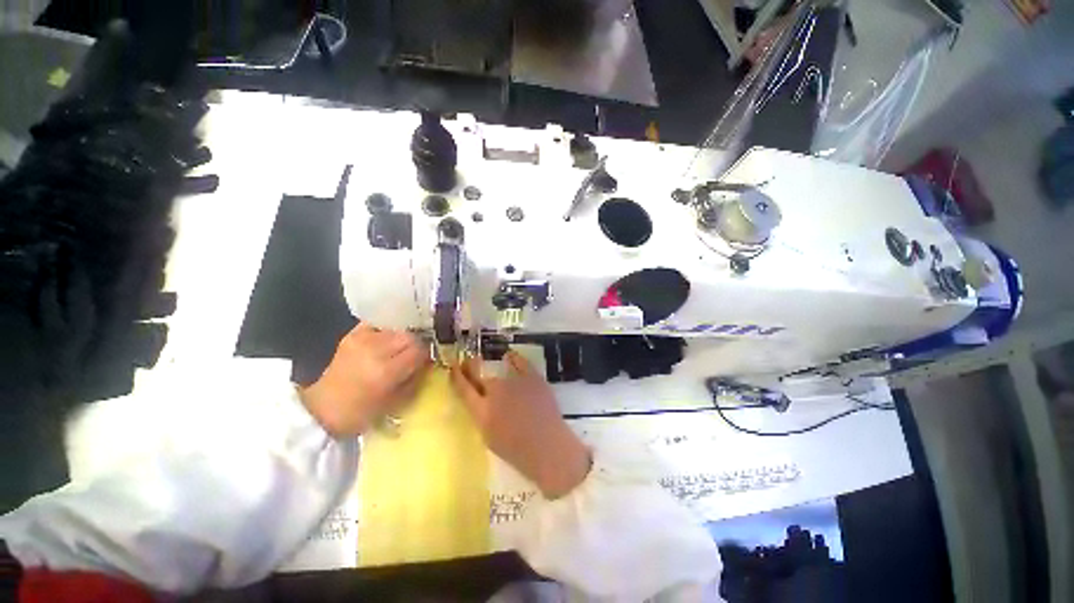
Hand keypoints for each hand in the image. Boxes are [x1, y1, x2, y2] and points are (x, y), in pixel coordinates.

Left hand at [299, 324, 429, 436]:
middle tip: (414, 354)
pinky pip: (378, 324)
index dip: (426, 354)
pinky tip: (386, 339)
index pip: (419, 350)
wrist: (320, 409)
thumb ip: (414, 380)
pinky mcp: (352, 335)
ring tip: (399, 348)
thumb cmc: (359, 412)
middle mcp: (376, 350)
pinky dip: (387, 330)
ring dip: (402, 337)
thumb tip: (427, 364)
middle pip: (410, 336)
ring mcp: (362, 340)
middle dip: (416, 344)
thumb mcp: (394, 403)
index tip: (426, 361)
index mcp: (387, 371)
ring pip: (396, 329)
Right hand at [450, 351, 590, 498]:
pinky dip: (514, 358)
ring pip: (499, 372)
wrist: (549, 448)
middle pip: (479, 376)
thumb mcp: (489, 436)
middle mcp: (495, 392)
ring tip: (494, 365)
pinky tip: (510, 356)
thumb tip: (480, 400)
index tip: (453, 366)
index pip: (463, 388)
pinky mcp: (533, 378)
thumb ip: (482, 415)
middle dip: (472, 368)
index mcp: (482, 411)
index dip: (457, 376)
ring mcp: (515, 382)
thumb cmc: (517, 451)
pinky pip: (520, 362)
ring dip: (494, 371)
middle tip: (469, 362)